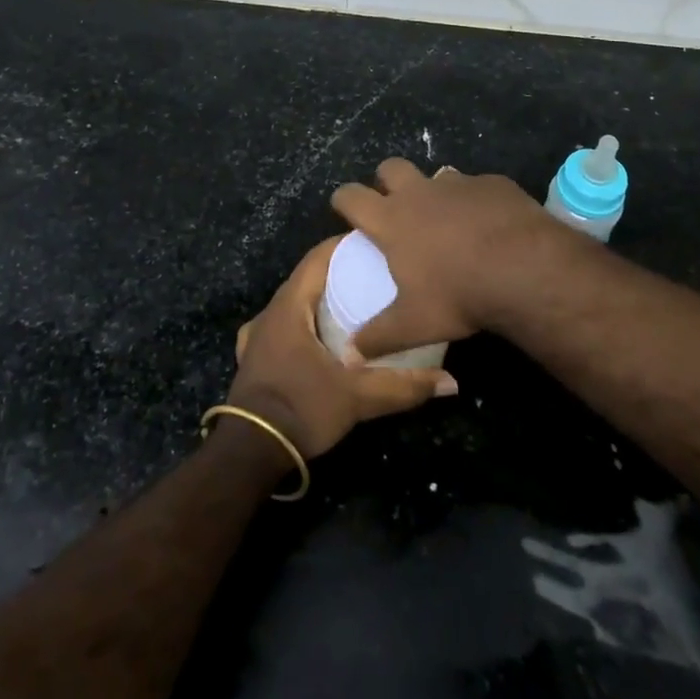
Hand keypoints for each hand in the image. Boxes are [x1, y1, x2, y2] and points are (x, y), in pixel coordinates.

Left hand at [228, 236, 456, 460]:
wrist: (248, 453)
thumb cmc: (301, 409)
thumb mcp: (357, 397)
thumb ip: (403, 386)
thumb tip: (451, 383)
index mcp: (290, 305)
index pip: (318, 257)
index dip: (344, 246)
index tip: (376, 245)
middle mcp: (270, 312)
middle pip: (307, 278)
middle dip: (338, 272)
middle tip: (375, 276)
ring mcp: (257, 335)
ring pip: (294, 303)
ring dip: (320, 299)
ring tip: (353, 305)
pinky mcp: (253, 358)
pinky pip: (281, 327)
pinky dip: (302, 324)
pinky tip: (317, 338)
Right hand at [329, 159, 574, 360]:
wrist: (524, 268)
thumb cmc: (458, 295)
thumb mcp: (413, 325)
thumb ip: (378, 338)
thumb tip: (349, 355)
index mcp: (392, 219)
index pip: (351, 196)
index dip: (343, 199)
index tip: (344, 208)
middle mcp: (420, 193)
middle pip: (390, 167)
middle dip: (386, 181)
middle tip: (394, 205)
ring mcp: (459, 183)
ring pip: (436, 174)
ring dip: (435, 192)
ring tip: (447, 220)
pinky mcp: (493, 183)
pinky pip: (477, 186)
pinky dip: (476, 201)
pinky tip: (489, 225)